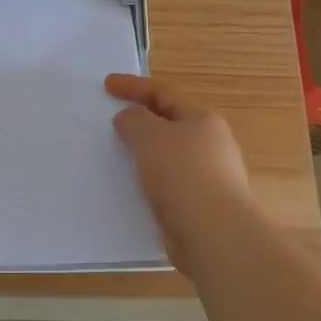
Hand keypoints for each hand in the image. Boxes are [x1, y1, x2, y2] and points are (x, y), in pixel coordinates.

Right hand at [106, 74, 263, 275]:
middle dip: (140, 121)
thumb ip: (134, 120)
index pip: (164, 94)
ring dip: (142, 155)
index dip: (133, 87)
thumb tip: (129, 119)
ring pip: (166, 158)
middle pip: (168, 125)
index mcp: (203, 121)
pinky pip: (166, 186)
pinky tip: (130, 191)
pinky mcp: (199, 207)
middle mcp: (211, 146)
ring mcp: (208, 179)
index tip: (107, 85)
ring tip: (115, 158)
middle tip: (111, 123)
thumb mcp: (150, 136)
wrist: (214, 235)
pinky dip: (147, 183)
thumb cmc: (183, 174)